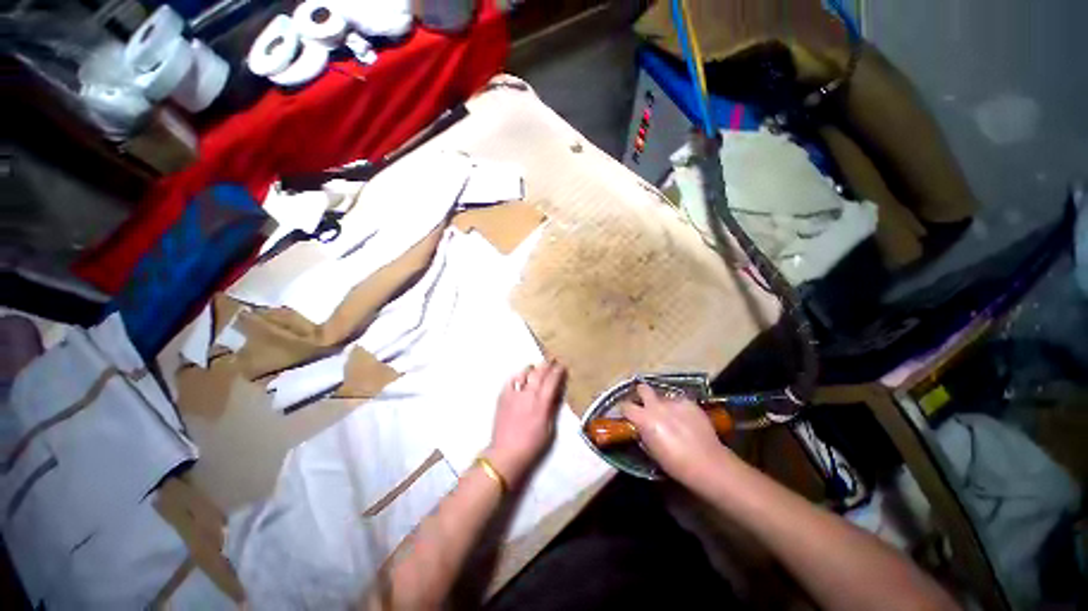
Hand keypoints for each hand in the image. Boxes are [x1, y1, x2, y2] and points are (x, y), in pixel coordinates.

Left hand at [486, 360, 565, 485]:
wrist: (506, 453)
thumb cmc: (532, 445)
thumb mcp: (549, 429)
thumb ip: (552, 408)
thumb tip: (556, 393)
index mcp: (542, 403)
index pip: (552, 381)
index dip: (558, 371)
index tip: (562, 366)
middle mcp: (528, 395)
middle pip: (539, 373)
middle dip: (547, 365)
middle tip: (552, 360)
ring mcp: (514, 394)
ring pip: (525, 373)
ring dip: (533, 368)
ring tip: (537, 367)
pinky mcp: (503, 396)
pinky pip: (511, 380)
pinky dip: (518, 376)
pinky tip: (521, 376)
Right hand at [621, 384, 735, 486]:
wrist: (708, 463)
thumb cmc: (675, 464)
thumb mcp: (652, 451)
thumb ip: (643, 434)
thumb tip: (641, 428)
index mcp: (644, 419)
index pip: (625, 405)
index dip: (624, 409)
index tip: (627, 414)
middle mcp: (656, 405)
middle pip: (642, 388)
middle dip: (642, 394)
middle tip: (646, 405)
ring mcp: (674, 402)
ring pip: (663, 397)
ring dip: (663, 404)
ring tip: (672, 417)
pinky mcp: (689, 402)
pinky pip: (679, 401)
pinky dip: (679, 408)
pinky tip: (686, 420)